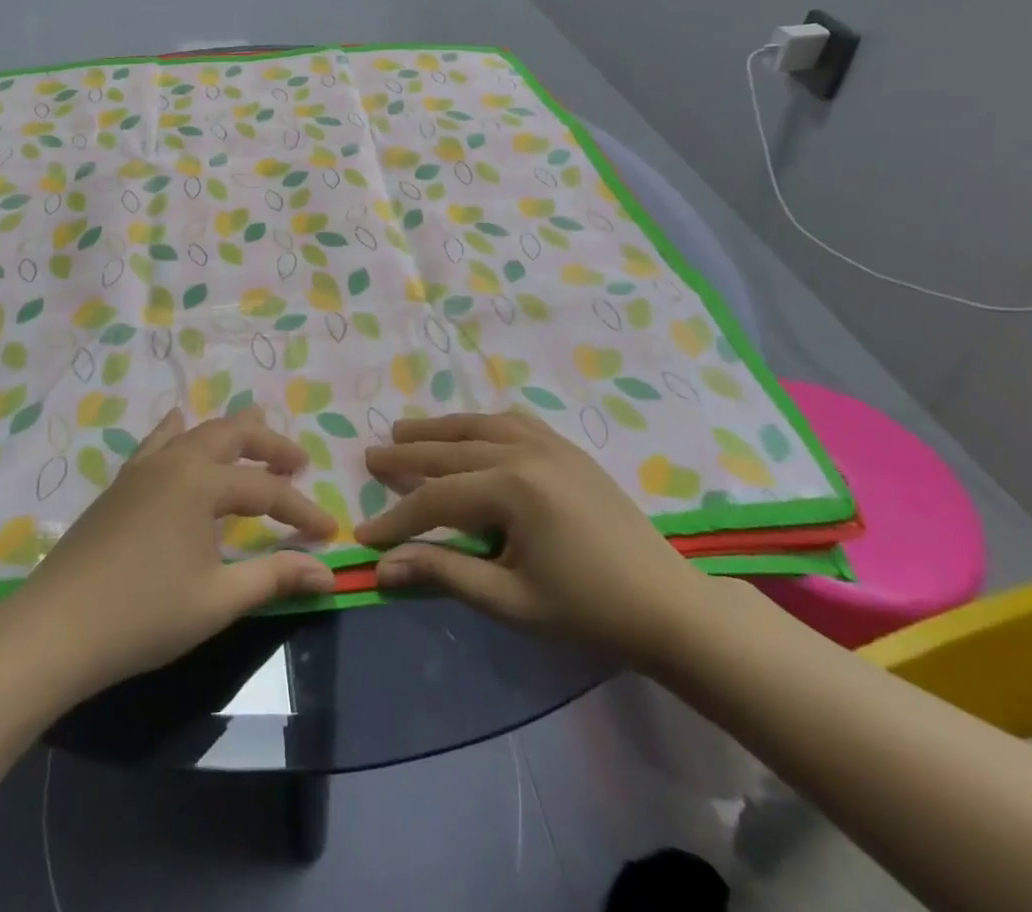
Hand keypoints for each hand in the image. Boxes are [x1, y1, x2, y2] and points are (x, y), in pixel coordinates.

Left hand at [0, 407, 336, 699]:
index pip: (266, 491)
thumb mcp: (217, 600)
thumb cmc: (143, 616)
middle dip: (270, 446)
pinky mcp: (120, 484)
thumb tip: (328, 572)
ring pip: (196, 433)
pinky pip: (156, 442)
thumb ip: (273, 577)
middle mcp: (175, 461)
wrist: (55, 629)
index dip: (301, 511)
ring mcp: (143, 468)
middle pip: (233, 437)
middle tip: (298, 462)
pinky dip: (177, 431)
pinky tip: (178, 422)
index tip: (329, 531)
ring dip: (231, 434)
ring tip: (257, 430)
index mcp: (202, 483)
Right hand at [354, 412, 708, 666]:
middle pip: (451, 450)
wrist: (667, 605)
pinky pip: (512, 422)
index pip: (437, 498)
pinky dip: (479, 424)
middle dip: (407, 456)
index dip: (397, 519)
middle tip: (370, 457)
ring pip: (478, 426)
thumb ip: (445, 573)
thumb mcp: (510, 599)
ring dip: (438, 430)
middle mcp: (525, 451)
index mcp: (513, 488)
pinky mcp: (566, 447)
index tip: (364, 534)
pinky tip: (468, 431)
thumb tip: (383, 567)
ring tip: (404, 431)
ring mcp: (549, 443)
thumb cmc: (588, 610)